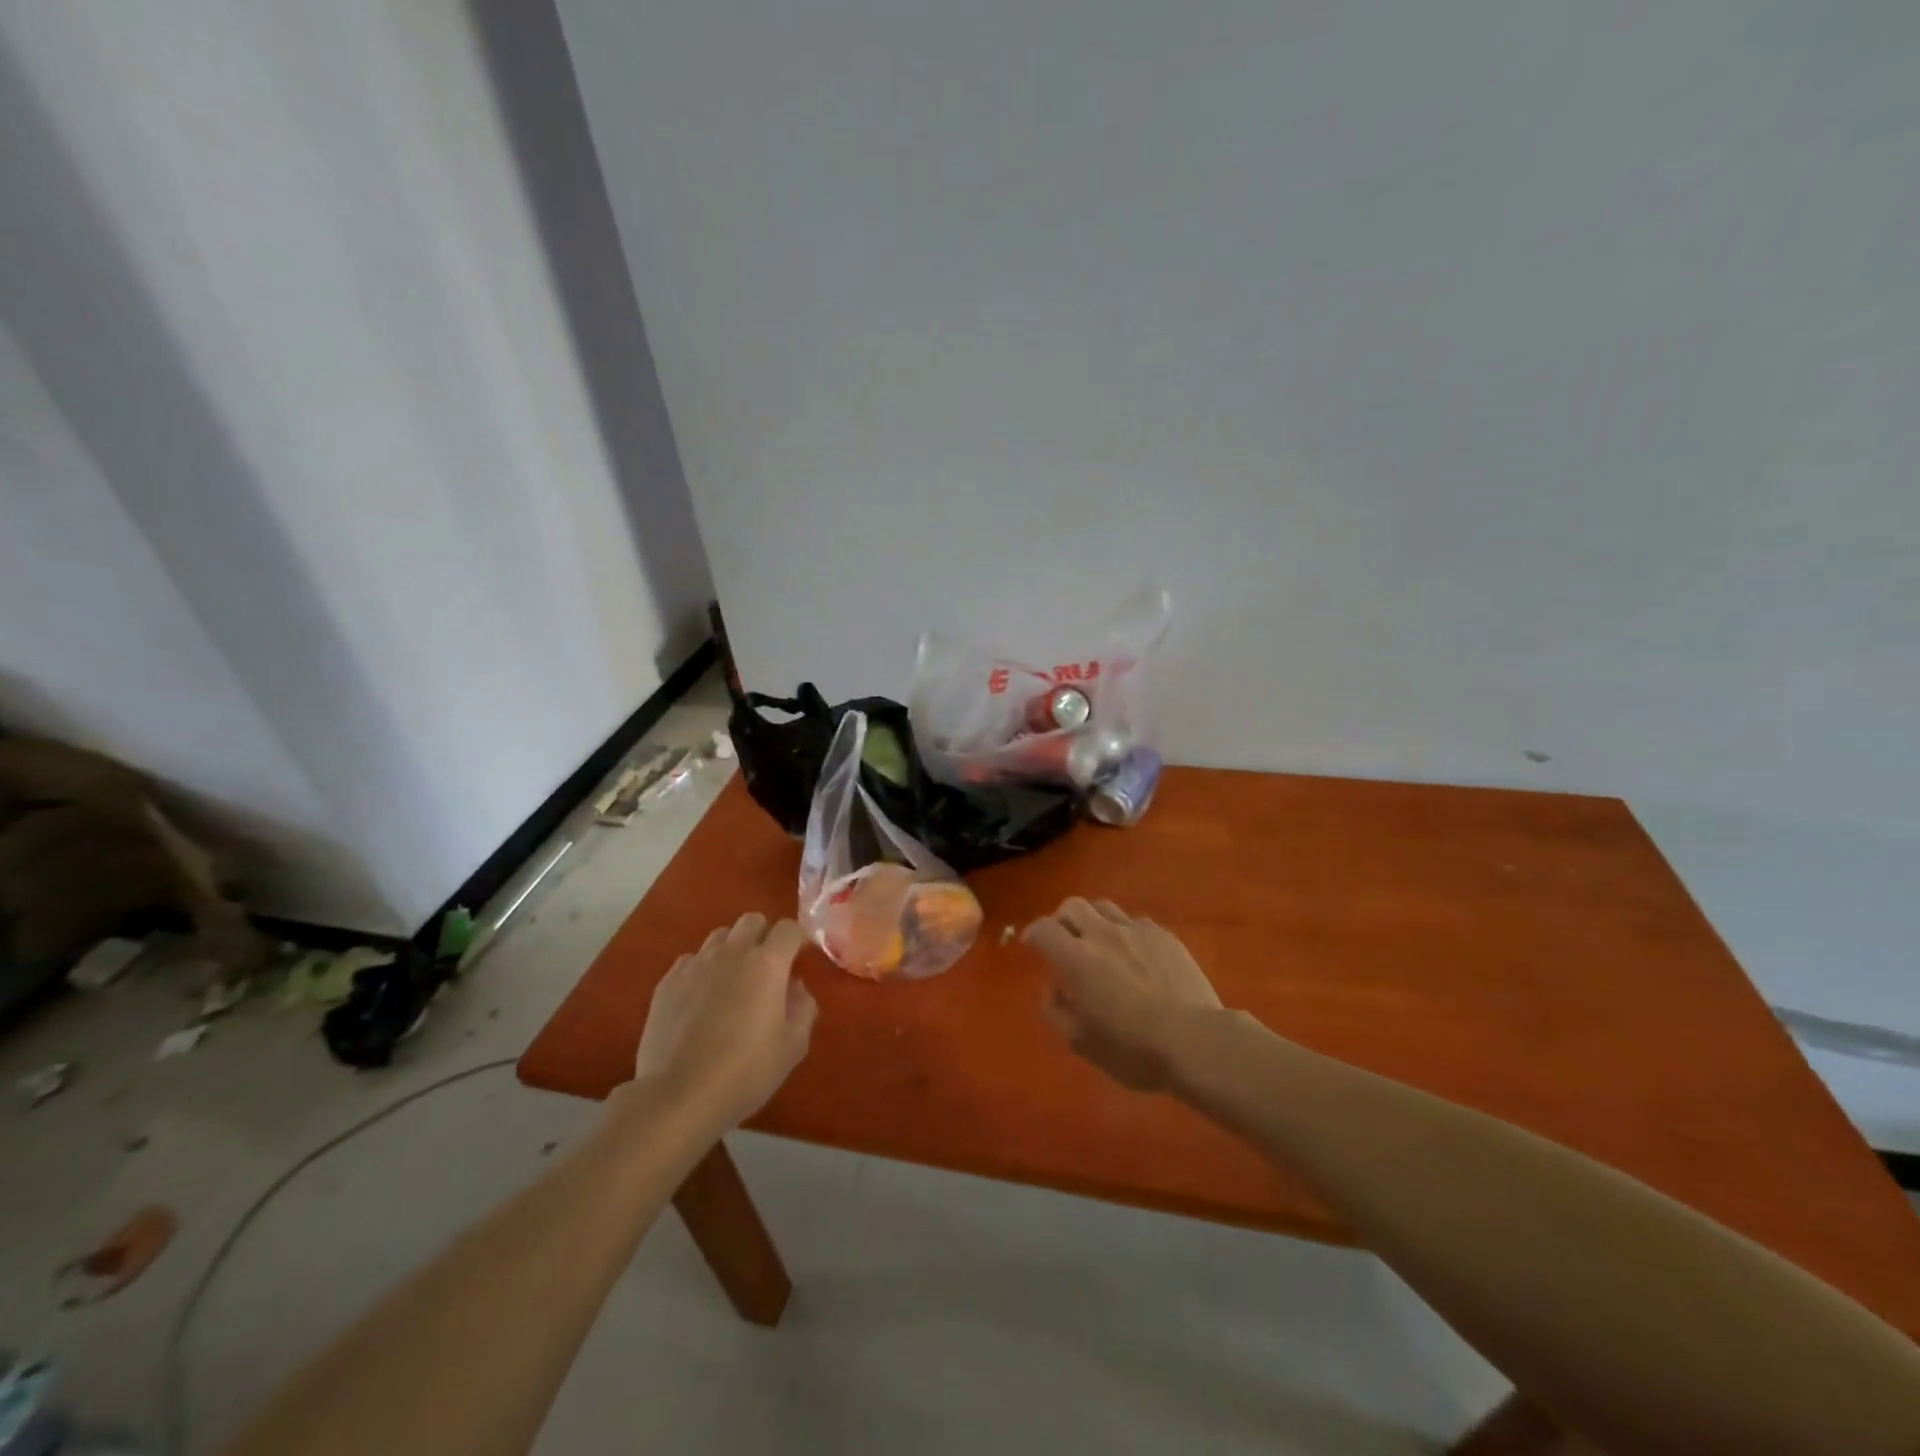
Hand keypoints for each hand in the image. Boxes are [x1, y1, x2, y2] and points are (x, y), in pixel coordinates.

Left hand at [633, 913, 817, 1129]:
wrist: (678, 1096)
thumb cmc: (745, 1072)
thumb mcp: (793, 1046)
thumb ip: (803, 1008)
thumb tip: (796, 987)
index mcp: (767, 963)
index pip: (789, 928)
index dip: (798, 939)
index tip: (800, 957)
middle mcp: (732, 953)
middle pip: (752, 920)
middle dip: (764, 935)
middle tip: (768, 966)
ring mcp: (696, 964)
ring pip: (720, 936)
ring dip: (733, 949)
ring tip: (733, 980)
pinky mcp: (667, 982)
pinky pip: (691, 960)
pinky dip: (703, 969)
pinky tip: (701, 998)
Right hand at [1023, 897, 1221, 1092]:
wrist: (1195, 1041)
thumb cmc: (1133, 1048)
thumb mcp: (1081, 1042)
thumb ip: (1056, 1009)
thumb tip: (1051, 986)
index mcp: (1077, 958)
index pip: (1044, 929)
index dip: (1033, 933)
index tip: (1033, 945)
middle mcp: (1103, 934)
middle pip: (1072, 906)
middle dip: (1061, 920)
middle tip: (1064, 941)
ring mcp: (1137, 931)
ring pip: (1104, 907)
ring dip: (1093, 920)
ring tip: (1097, 941)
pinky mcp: (1164, 936)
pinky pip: (1135, 922)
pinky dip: (1124, 931)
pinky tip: (1132, 953)